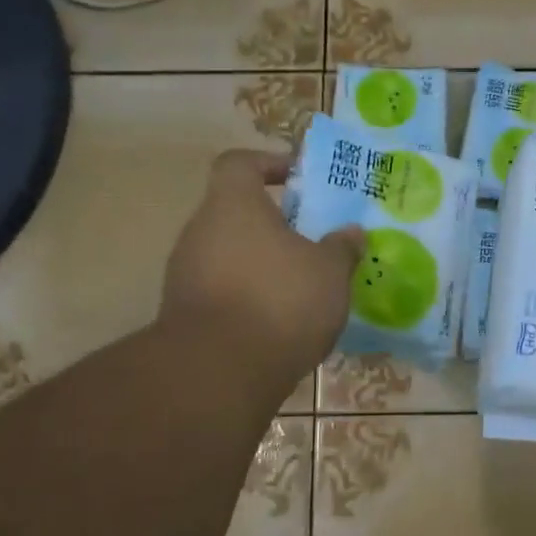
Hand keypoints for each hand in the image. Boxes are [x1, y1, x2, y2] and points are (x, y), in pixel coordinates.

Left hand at [161, 150, 363, 400]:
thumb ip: (341, 248)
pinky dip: (249, 298)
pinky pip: (222, 291)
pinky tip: (280, 321)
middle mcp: (200, 231)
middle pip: (236, 212)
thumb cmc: (280, 301)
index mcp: (233, 205)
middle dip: (274, 224)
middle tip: (312, 241)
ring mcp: (185, 274)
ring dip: (262, 264)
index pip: (239, 163)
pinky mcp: (184, 314)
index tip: (298, 179)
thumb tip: (351, 233)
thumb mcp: (329, 272)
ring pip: (230, 254)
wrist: (219, 372)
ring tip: (302, 286)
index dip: (269, 164)